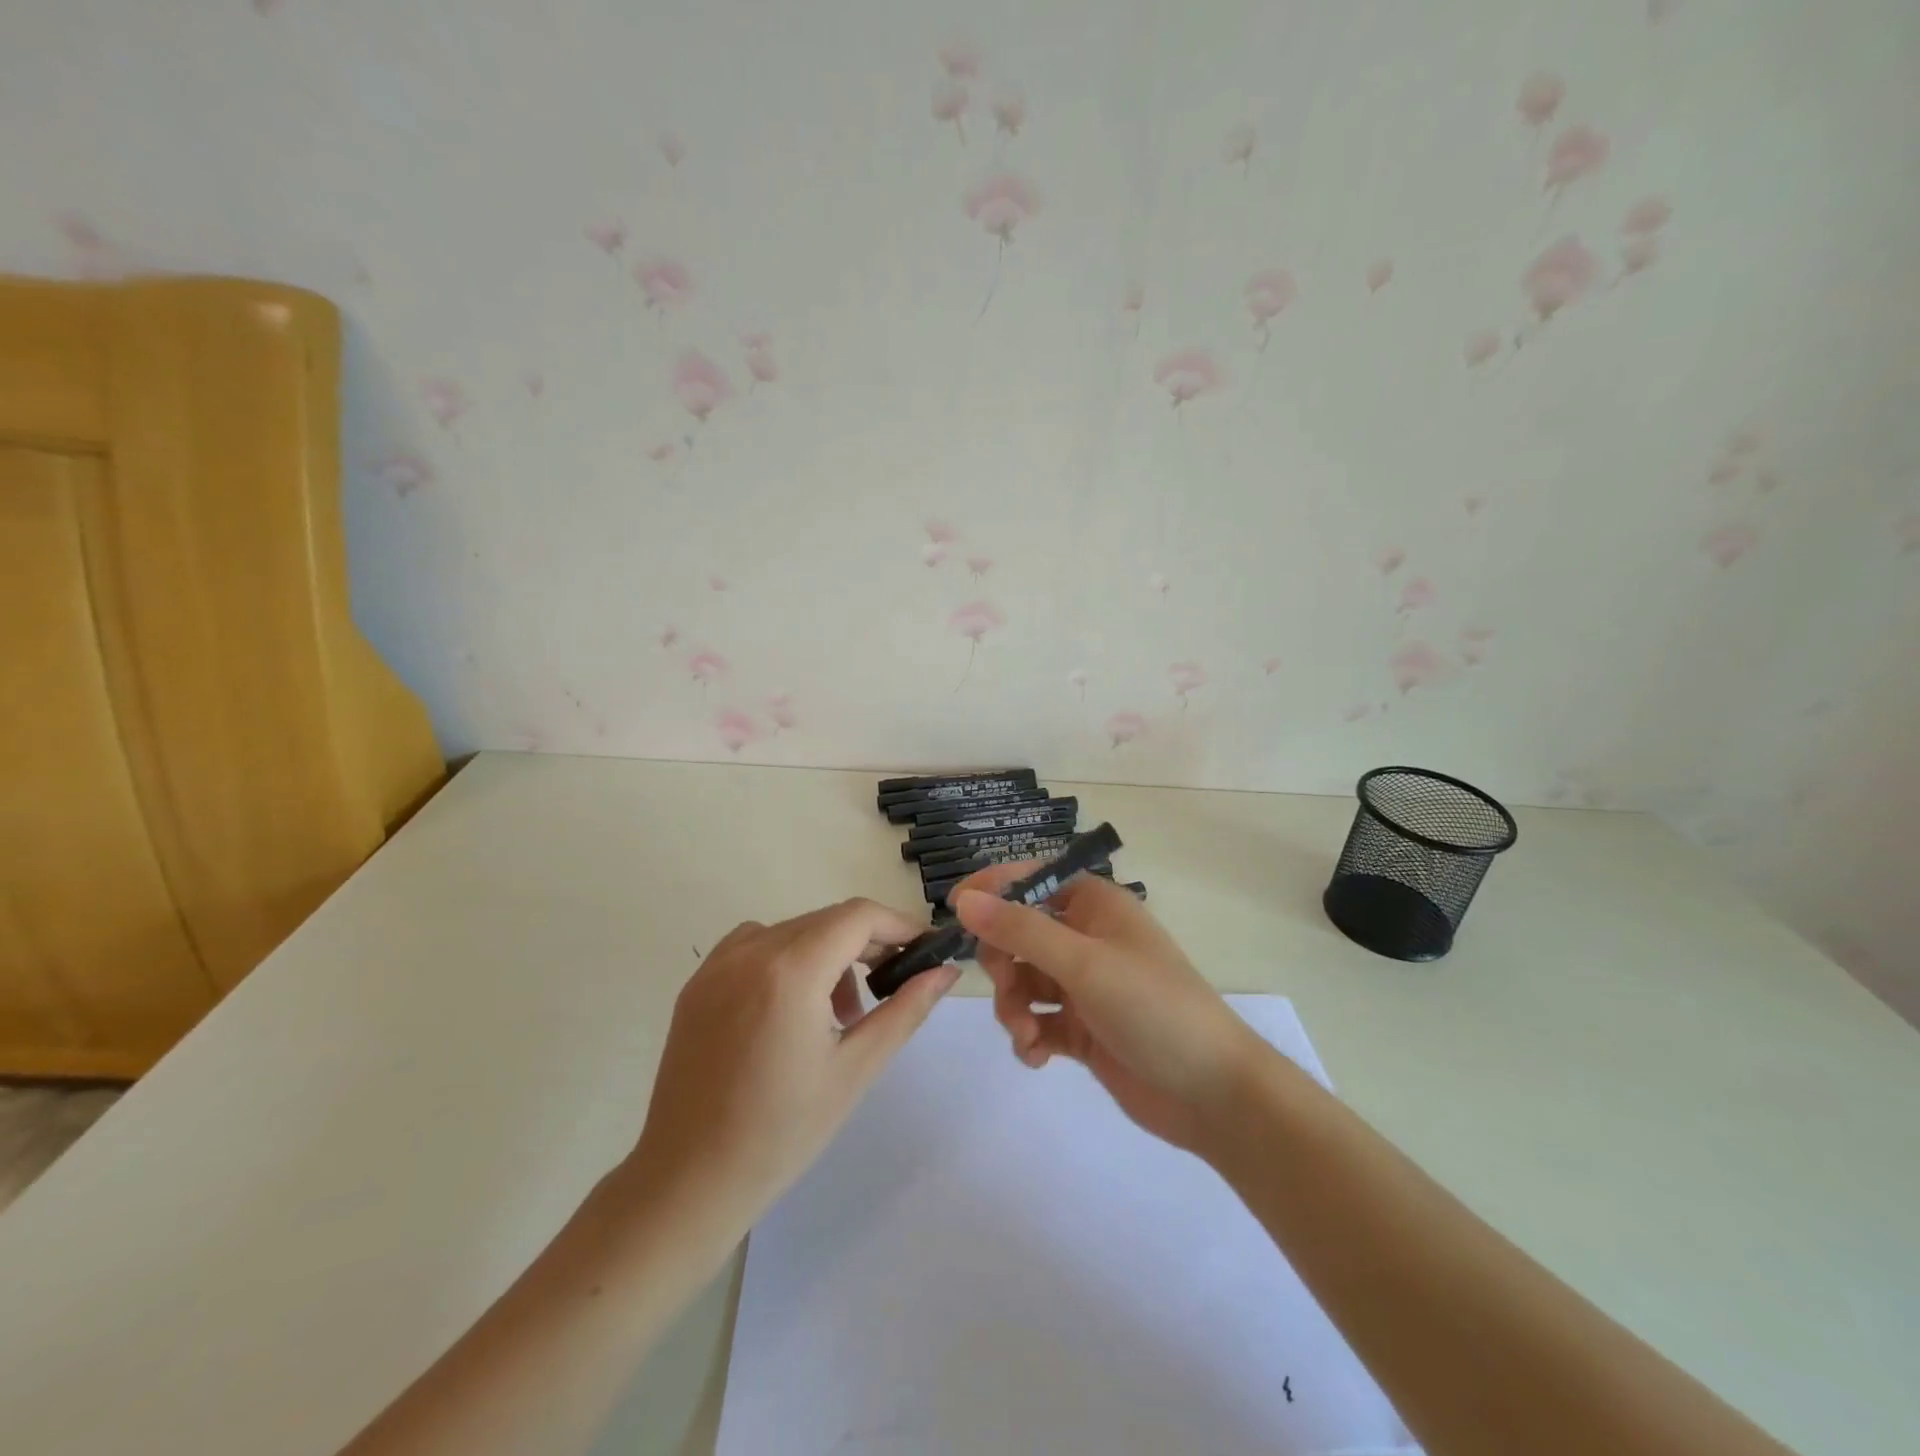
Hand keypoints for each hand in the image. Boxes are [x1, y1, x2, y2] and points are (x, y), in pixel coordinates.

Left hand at [627, 899, 958, 1243]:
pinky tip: (791, 1007)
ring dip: (828, 953)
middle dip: (867, 944)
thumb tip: (947, 971)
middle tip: (889, 988)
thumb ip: (906, 1009)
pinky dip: (787, 958)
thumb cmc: (782, 1132)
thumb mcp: (856, 1069)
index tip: (923, 952)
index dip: (898, 926)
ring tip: (838, 1013)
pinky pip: (756, 945)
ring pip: (794, 930)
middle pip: (827, 920)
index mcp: (791, 970)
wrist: (688, 1180)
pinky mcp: (698, 982)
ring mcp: (718, 964)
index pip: (859, 916)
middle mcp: (751, 951)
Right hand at [953, 870, 1267, 1157]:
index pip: (1031, 880)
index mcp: (1095, 905)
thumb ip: (1020, 930)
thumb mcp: (1084, 963)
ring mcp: (1084, 985)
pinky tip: (1037, 1056)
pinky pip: (1037, 1020)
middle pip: (1019, 933)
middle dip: (1003, 961)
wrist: (1213, 1093)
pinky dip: (1029, 1035)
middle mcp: (1087, 938)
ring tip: (1027, 1034)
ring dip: (1014, 1005)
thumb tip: (963, 899)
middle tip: (1006, 985)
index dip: (992, 891)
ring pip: (1023, 980)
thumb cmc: (1153, 1007)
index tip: (954, 912)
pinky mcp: (1082, 1028)